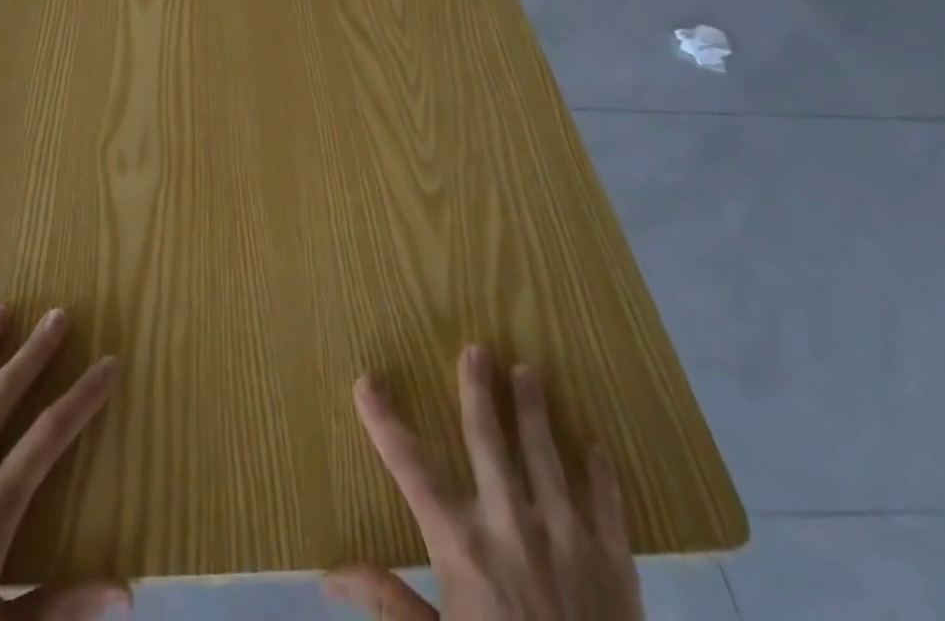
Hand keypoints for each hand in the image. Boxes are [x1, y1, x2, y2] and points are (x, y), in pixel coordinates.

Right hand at [328, 348, 642, 620]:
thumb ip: (388, 604)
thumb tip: (329, 576)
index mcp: (462, 546)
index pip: (410, 468)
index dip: (385, 422)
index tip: (366, 380)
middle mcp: (510, 525)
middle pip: (488, 440)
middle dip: (478, 392)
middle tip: (477, 348)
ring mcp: (566, 539)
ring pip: (546, 455)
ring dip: (535, 411)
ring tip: (529, 370)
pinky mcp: (615, 564)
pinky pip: (607, 505)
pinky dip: (601, 474)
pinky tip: (596, 445)